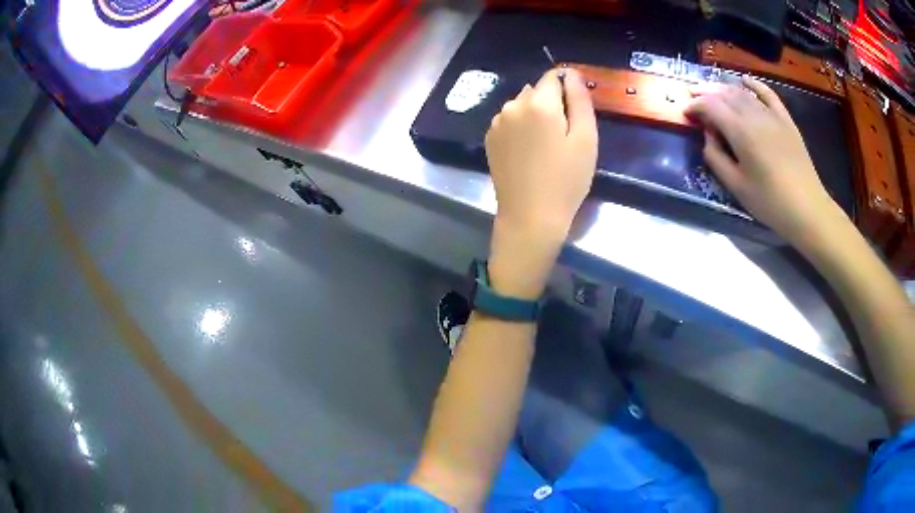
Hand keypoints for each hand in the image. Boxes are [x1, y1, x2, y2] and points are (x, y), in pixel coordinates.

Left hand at [484, 69, 597, 297]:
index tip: (575, 111)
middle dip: (551, 103)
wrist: (530, 216)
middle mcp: (512, 105)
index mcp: (538, 102)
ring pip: (521, 105)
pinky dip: (520, 127)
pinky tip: (528, 151)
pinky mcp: (489, 138)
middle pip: (536, 90)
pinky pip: (509, 121)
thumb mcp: (586, 138)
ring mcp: (497, 122)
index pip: (553, 76)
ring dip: (534, 114)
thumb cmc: (566, 179)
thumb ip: (580, 99)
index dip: (567, 89)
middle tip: (564, 135)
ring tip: (545, 145)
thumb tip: (571, 73)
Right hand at [685, 76, 844, 245]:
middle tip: (693, 96)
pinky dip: (755, 84)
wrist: (807, 209)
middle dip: (706, 93)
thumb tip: (708, 136)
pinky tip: (745, 80)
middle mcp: (755, 116)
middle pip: (726, 94)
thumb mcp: (736, 186)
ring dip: (725, 89)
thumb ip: (716, 157)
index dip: (695, 106)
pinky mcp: (786, 120)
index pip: (711, 106)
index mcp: (741, 132)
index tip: (686, 112)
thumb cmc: (770, 202)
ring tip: (713, 92)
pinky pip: (768, 94)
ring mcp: (772, 115)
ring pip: (744, 93)